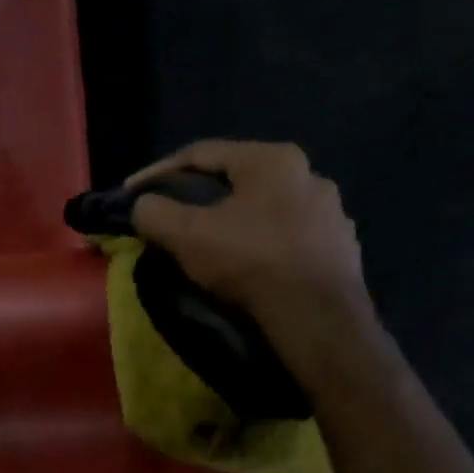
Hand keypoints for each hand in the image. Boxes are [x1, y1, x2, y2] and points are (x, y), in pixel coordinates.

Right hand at [128, 140, 368, 334]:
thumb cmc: (250, 263)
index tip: (132, 194)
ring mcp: (332, 213)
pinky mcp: (342, 250)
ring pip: (268, 211)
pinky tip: (253, 268)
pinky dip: (265, 248)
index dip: (158, 172)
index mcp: (272, 159)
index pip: (201, 154)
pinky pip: (291, 240)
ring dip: (237, 223)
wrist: (317, 318)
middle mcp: (310, 174)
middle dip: (201, 199)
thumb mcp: (187, 235)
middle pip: (238, 181)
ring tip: (214, 248)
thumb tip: (142, 206)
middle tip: (174, 220)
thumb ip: (154, 212)